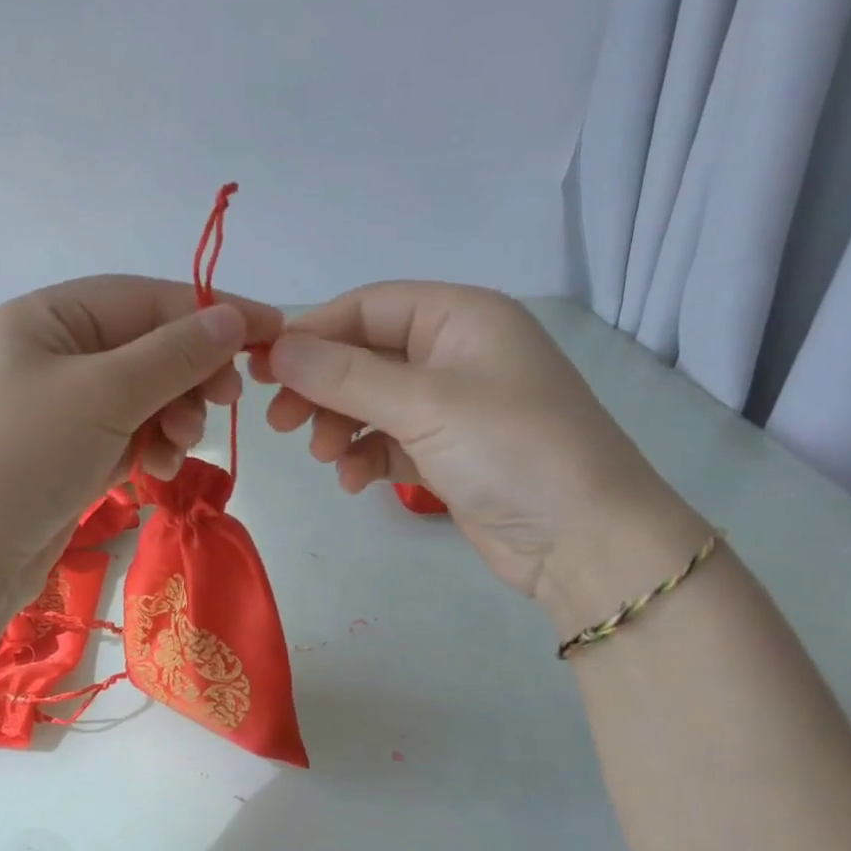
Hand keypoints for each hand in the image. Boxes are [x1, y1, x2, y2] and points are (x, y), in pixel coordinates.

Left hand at [0, 275, 283, 611]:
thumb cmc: (24, 456)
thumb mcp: (104, 394)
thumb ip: (174, 354)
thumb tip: (235, 317)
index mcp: (48, 317)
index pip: (147, 298)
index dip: (212, 312)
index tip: (273, 331)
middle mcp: (53, 353)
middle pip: (148, 346)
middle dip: (191, 373)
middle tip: (229, 398)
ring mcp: (60, 407)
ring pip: (144, 394)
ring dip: (174, 415)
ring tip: (180, 445)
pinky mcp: (69, 453)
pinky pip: (128, 433)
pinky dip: (152, 444)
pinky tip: (160, 467)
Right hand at [252, 282, 687, 601]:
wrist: (586, 543)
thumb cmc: (511, 450)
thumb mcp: (424, 404)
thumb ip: (345, 375)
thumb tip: (276, 350)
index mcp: (460, 317)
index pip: (367, 306)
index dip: (312, 333)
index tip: (263, 369)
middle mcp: (454, 352)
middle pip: (364, 354)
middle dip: (320, 387)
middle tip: (280, 422)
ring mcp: (452, 405)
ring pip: (370, 401)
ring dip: (339, 425)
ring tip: (325, 457)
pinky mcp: (447, 452)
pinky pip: (388, 440)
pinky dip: (364, 456)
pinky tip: (354, 482)